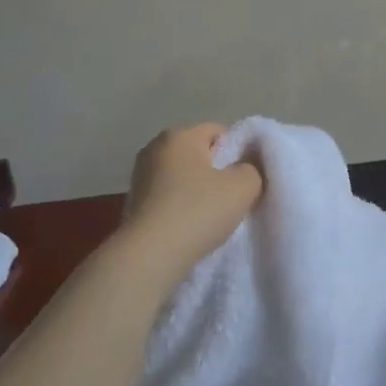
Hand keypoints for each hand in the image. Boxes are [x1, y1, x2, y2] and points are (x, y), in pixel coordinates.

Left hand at [121, 124, 263, 282]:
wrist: (151, 254)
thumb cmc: (198, 211)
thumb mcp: (243, 187)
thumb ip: (253, 169)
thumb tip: (246, 167)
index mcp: (179, 135)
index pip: (218, 131)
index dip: (237, 152)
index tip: (243, 179)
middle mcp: (154, 148)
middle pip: (198, 153)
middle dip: (215, 171)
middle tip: (230, 198)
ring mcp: (139, 175)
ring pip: (181, 176)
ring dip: (196, 190)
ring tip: (208, 217)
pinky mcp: (133, 201)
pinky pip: (166, 196)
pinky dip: (178, 206)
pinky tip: (187, 227)